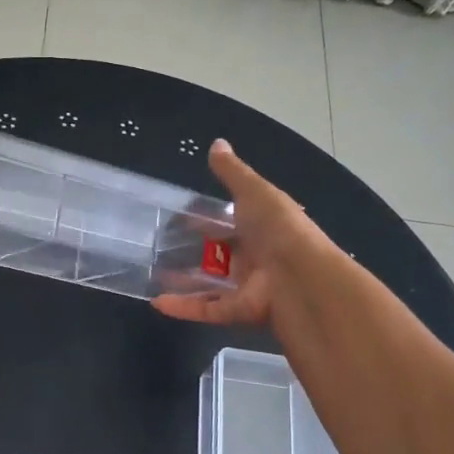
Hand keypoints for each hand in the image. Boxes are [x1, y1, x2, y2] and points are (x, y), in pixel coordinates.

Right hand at [153, 140, 332, 326]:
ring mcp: (248, 286)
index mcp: (263, 227)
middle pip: (221, 254)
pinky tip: (157, 302)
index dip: (208, 219)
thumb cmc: (277, 228)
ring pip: (211, 283)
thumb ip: (232, 172)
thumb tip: (216, 143)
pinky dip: (184, 307)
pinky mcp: (239, 310)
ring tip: (153, 275)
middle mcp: (257, 256)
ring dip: (183, 281)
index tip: (180, 217)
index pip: (232, 222)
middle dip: (194, 252)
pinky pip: (207, 308)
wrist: (300, 277)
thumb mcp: (254, 191)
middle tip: (160, 247)